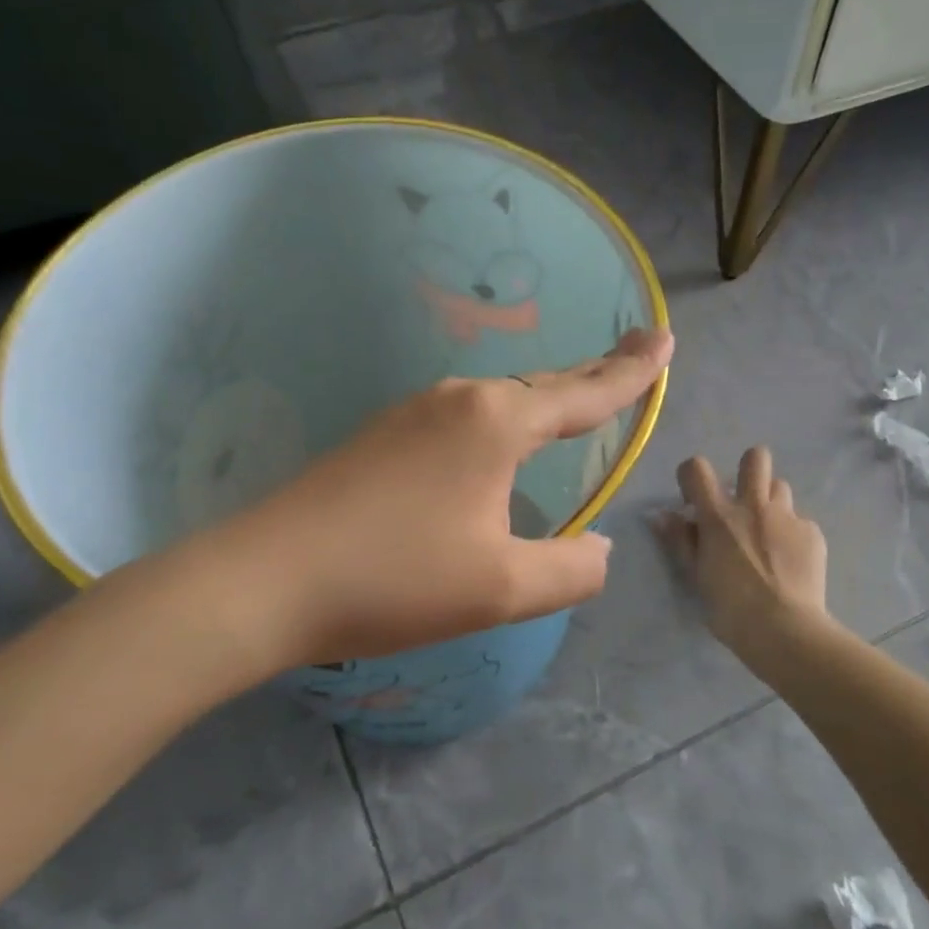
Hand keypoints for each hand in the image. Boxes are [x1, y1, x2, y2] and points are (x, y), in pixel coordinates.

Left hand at [211, 327, 672, 674]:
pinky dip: (505, 421)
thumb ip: (570, 569)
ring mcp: (413, 413)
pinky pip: (466, 418)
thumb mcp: (501, 588)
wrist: (264, 581)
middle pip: (545, 384)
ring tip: (579, 396)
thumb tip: (599, 549)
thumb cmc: (394, 581)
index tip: (665, 340)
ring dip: (547, 398)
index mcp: (496, 423)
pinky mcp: (383, 437)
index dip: (631, 373)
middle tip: (637, 348)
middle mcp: (458, 401)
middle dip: (596, 371)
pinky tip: (499, 442)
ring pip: (502, 400)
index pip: (585, 394)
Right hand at [656, 447, 828, 650]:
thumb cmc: (730, 608)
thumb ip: (679, 540)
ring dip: (771, 503)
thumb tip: (660, 515)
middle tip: (743, 501)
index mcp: (719, 515)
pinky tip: (790, 561)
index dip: (692, 476)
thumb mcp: (695, 575)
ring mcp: (787, 517)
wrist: (784, 630)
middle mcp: (754, 506)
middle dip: (747, 470)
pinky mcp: (812, 534)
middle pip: (756, 458)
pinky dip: (792, 535)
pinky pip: (800, 522)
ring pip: (781, 487)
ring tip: (768, 532)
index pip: (697, 468)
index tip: (694, 499)